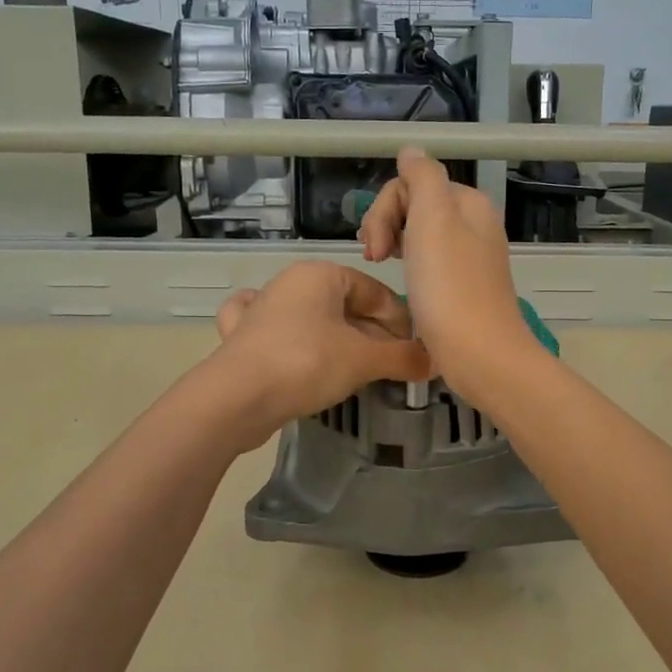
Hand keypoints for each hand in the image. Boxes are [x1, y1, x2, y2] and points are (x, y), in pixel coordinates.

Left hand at [208, 261, 430, 444]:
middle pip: (345, 305)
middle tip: (391, 366)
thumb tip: (434, 361)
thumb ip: (402, 358)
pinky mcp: (242, 337)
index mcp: (320, 274)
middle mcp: (290, 283)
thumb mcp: (364, 360)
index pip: (375, 291)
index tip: (414, 351)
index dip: (401, 321)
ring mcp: (261, 308)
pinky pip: (275, 331)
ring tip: (355, 367)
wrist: (236, 398)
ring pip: (312, 318)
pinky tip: (292, 349)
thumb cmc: (307, 363)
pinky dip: (290, 339)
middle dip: (372, 335)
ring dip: (337, 340)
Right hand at [358, 148, 537, 397]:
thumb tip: (411, 150)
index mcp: (468, 203)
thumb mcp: (434, 219)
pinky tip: (402, 281)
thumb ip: (422, 177)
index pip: (413, 183)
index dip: (385, 208)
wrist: (479, 354)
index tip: (374, 245)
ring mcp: (469, 257)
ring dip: (392, 243)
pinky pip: (428, 261)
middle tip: (373, 258)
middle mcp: (472, 224)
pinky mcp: (462, 286)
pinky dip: (408, 265)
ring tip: (378, 266)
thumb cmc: (450, 286)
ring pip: (419, 233)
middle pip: (415, 205)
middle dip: (386, 223)